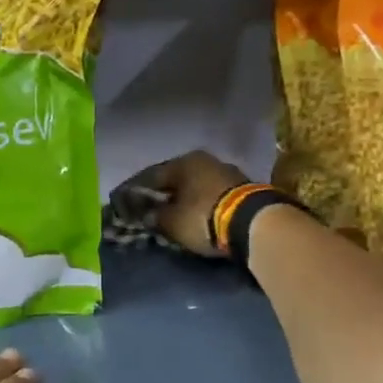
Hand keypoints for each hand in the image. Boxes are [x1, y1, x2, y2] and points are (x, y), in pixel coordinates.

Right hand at [123, 150, 249, 256]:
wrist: (254, 222)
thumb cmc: (203, 216)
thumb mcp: (172, 221)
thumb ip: (155, 216)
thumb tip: (147, 215)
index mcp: (183, 162)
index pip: (151, 176)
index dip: (138, 191)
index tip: (129, 203)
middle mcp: (204, 160)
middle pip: (177, 179)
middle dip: (164, 194)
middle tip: (153, 209)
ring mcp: (227, 171)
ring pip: (197, 185)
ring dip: (186, 198)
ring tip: (176, 214)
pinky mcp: (244, 187)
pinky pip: (213, 194)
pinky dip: (203, 203)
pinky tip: (198, 214)